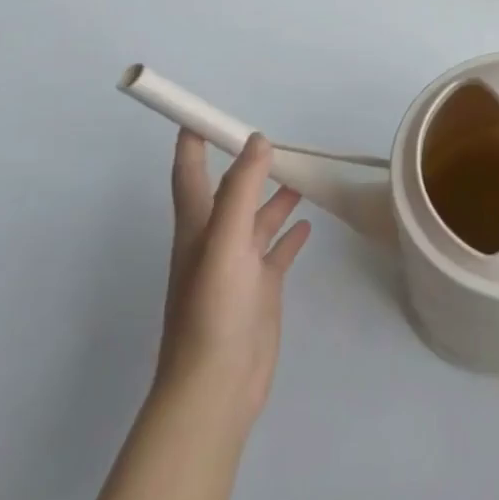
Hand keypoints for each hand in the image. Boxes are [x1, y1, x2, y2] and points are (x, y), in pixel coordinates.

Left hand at [156, 131, 311, 431]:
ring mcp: (240, 266)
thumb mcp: (224, 244)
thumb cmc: (213, 311)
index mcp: (197, 227)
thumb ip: (240, 190)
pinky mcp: (261, 288)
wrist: (217, 387)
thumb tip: (257, 140)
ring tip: (301, 172)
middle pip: (230, 191)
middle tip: (274, 137)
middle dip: (246, 163)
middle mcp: (216, 241)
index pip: (190, 173)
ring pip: (258, 217)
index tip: (201, 112)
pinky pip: (278, 250)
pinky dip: (291, 233)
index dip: (192, 142)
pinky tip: (308, 222)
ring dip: (275, 194)